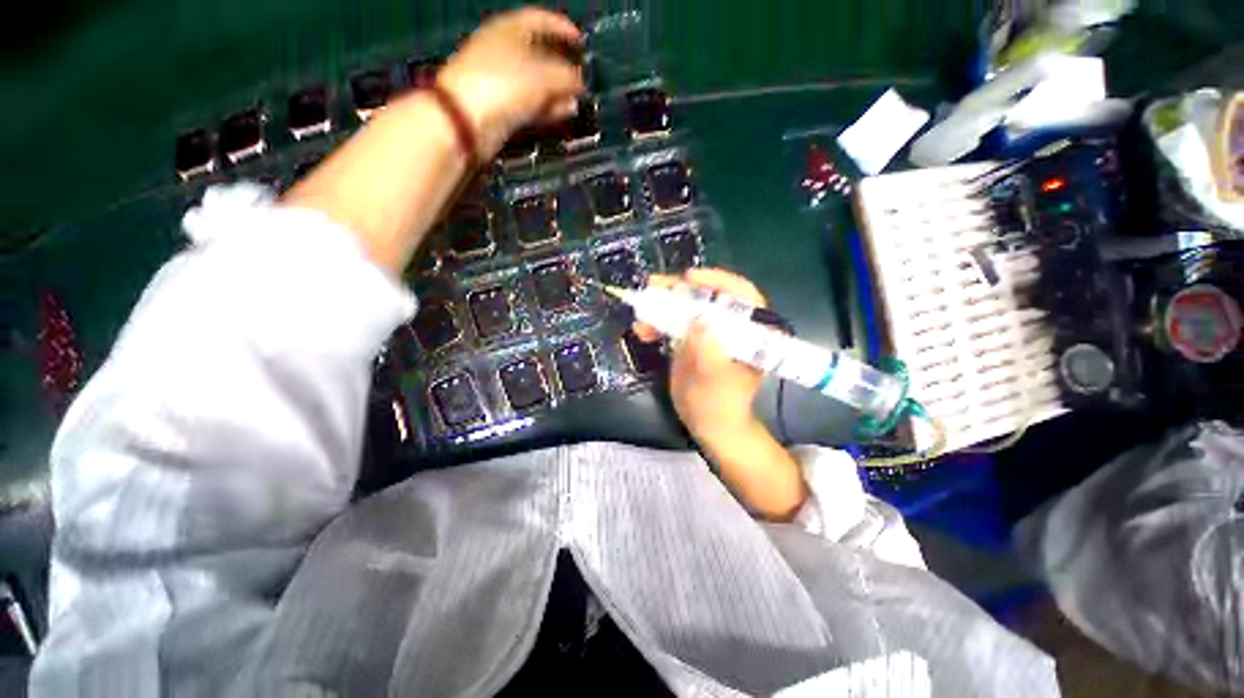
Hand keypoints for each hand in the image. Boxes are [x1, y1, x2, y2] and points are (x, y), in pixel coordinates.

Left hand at [437, 7, 584, 157]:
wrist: (467, 121)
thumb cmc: (504, 84)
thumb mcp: (543, 76)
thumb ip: (567, 77)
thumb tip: (581, 82)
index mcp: (509, 29)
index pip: (540, 20)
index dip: (562, 28)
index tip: (581, 43)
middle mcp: (504, 51)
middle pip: (539, 54)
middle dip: (562, 67)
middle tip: (581, 79)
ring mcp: (501, 81)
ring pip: (536, 83)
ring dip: (557, 92)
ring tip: (576, 101)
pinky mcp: (502, 107)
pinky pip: (530, 103)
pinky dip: (547, 107)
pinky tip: (563, 113)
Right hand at [633, 269, 767, 446]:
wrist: (709, 424)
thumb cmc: (719, 404)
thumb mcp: (714, 379)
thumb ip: (708, 350)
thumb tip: (698, 319)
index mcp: (752, 331)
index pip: (741, 294)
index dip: (716, 280)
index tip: (689, 278)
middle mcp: (732, 325)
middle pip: (708, 296)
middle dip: (679, 290)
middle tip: (653, 285)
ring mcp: (710, 331)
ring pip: (687, 307)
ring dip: (662, 306)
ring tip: (641, 311)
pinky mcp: (693, 339)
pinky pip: (674, 323)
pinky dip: (657, 323)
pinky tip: (642, 330)